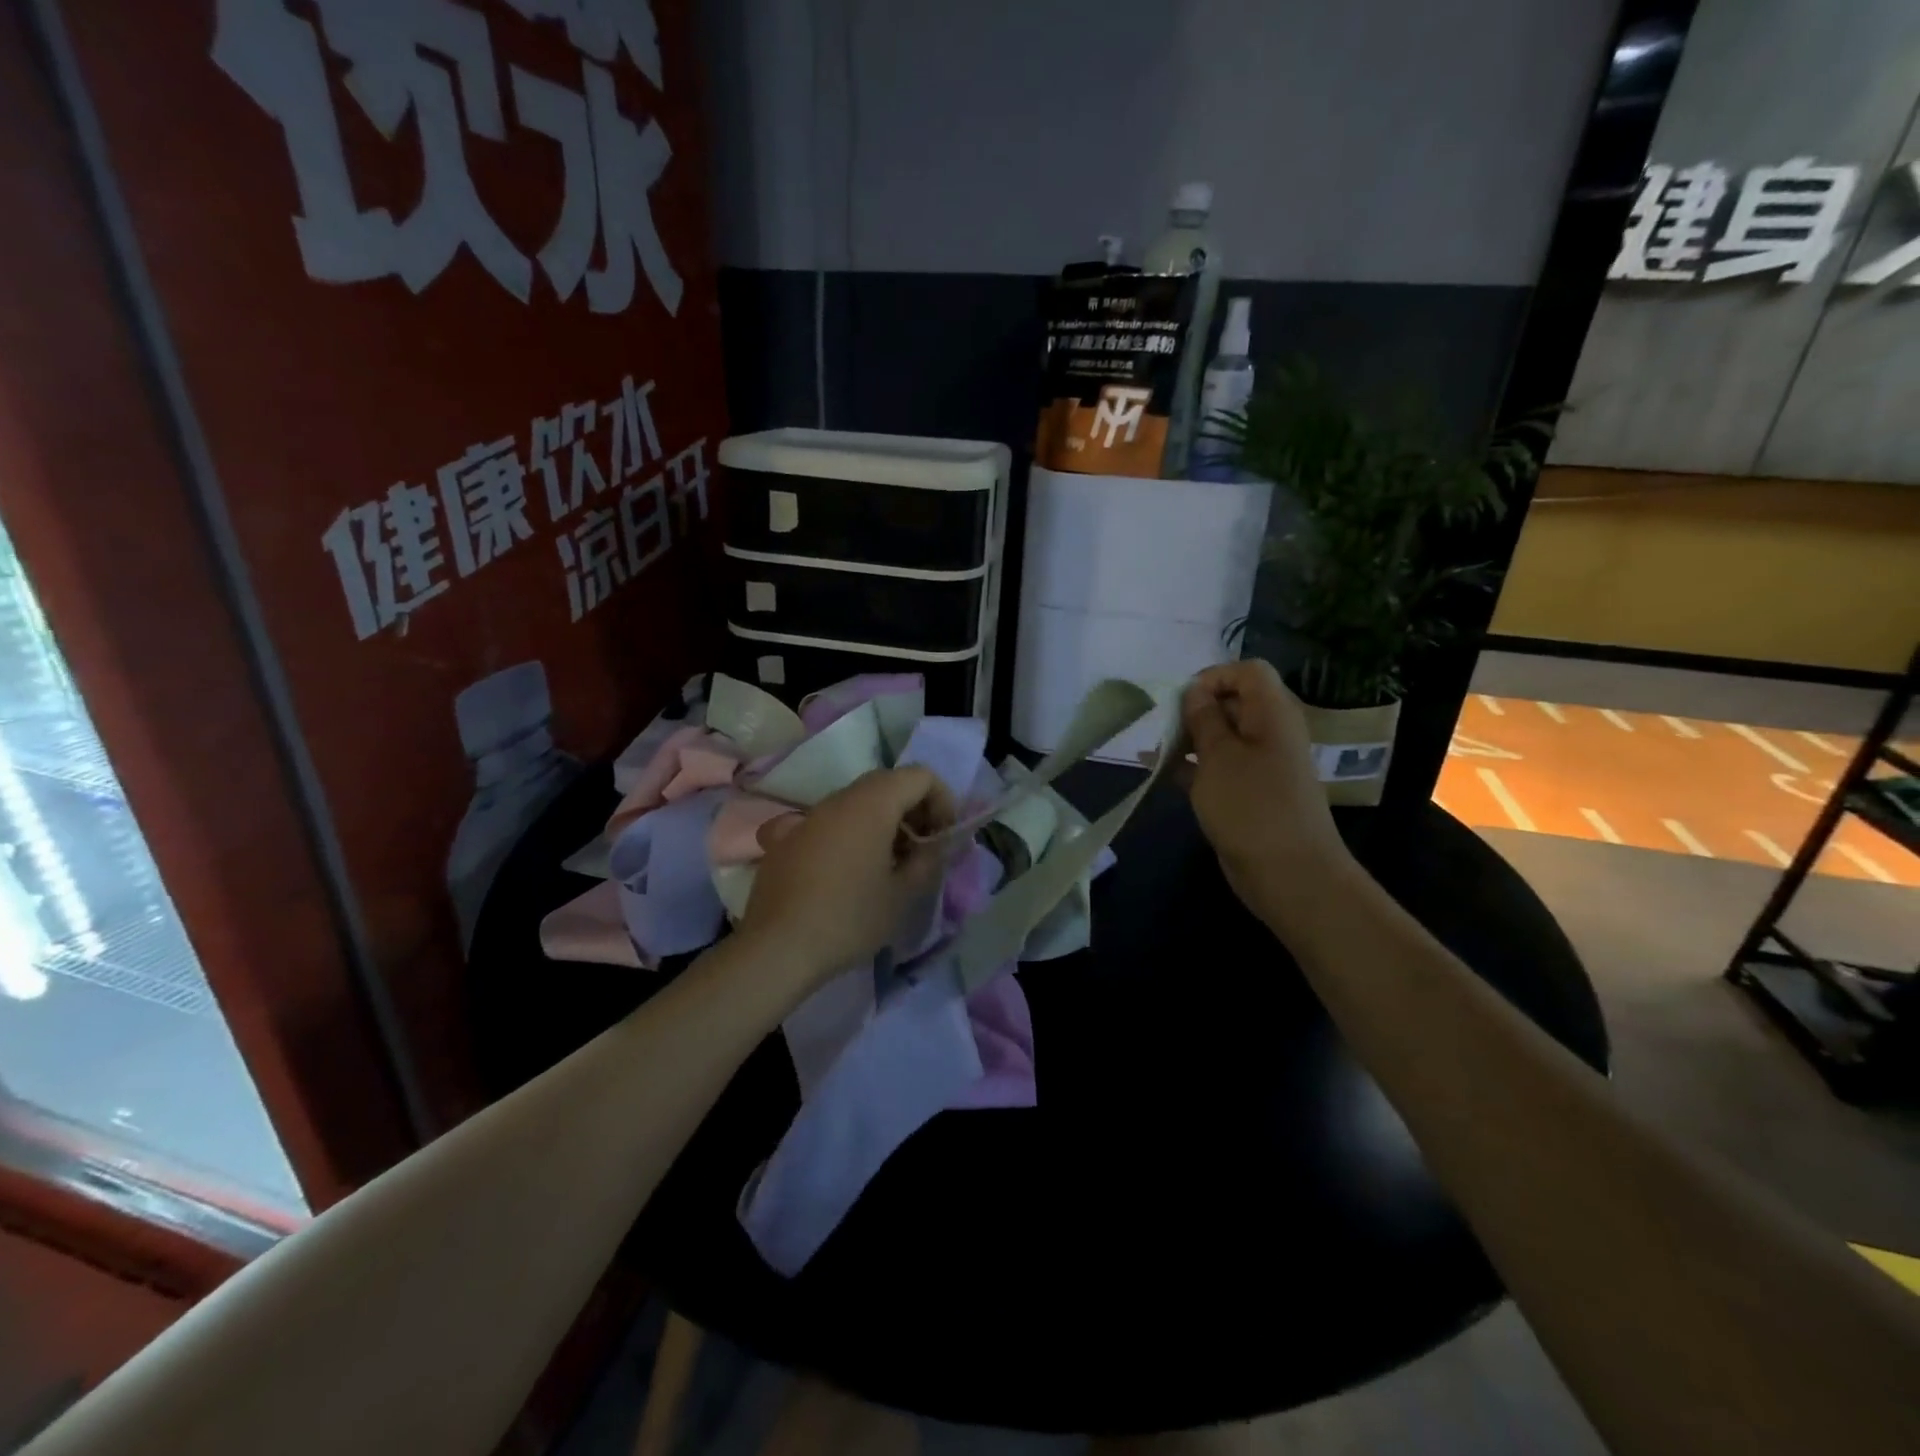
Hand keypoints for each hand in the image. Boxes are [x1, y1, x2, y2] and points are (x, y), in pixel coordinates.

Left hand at [740, 767, 954, 990]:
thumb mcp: (903, 894)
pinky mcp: (787, 839)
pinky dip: (850, 834)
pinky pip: (830, 823)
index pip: (920, 776)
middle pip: (887, 784)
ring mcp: (808, 817)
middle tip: (921, 849)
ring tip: (889, 865)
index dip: (942, 800)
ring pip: (857, 802)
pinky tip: (848, 873)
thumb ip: (928, 859)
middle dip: (913, 810)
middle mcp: (838, 799)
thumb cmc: (850, 918)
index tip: (943, 837)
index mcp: (872, 803)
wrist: (777, 948)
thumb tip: (934, 844)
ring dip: (882, 822)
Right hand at [1180, 661, 1352, 922]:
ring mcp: (1258, 764)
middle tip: (1162, 728)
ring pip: (1219, 737)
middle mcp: (1269, 732)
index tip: (1181, 700)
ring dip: (1187, 739)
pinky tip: (1156, 770)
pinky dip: (1189, 766)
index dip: (1213, 677)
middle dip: (1193, 710)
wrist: (1289, 874)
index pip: (1247, 672)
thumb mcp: (1219, 756)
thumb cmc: (1252, 806)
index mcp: (1272, 713)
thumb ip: (1203, 719)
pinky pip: (1215, 767)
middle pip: (1231, 702)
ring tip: (1153, 750)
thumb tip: (1195, 692)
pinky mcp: (1246, 792)